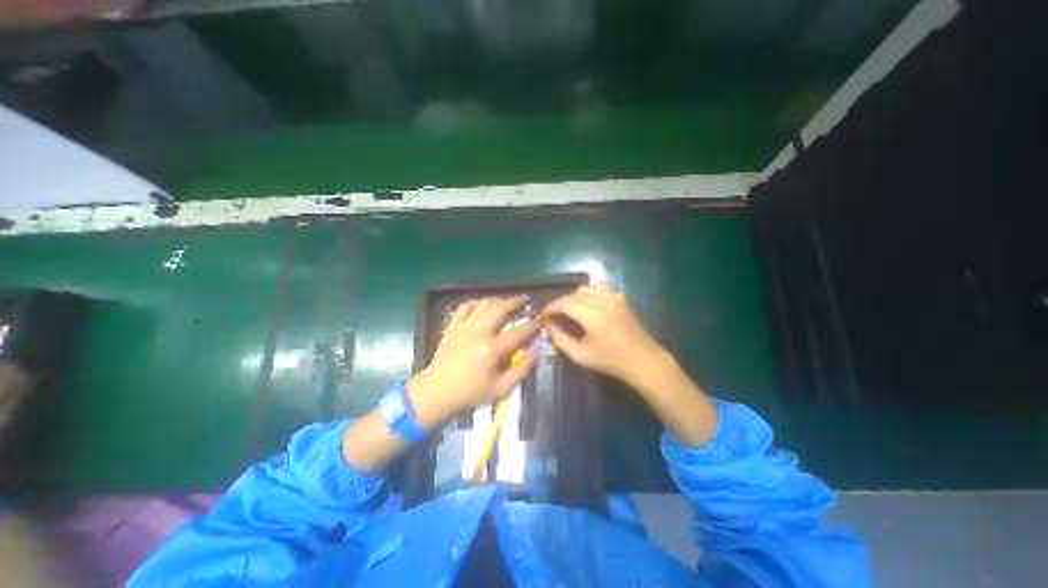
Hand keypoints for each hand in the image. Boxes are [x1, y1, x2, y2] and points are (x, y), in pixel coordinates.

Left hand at [410, 294, 540, 417]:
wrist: (437, 391)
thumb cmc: (471, 392)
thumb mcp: (501, 389)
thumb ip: (521, 370)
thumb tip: (536, 354)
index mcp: (492, 349)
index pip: (518, 332)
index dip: (532, 325)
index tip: (540, 320)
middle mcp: (479, 332)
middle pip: (501, 308)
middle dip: (516, 302)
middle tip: (525, 300)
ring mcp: (464, 326)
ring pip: (484, 303)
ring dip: (498, 300)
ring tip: (506, 302)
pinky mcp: (453, 325)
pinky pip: (466, 306)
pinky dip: (477, 302)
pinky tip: (483, 306)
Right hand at [544, 285, 666, 384]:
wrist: (643, 359)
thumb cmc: (611, 361)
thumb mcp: (580, 355)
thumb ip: (560, 338)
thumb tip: (548, 324)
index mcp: (594, 317)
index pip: (566, 303)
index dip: (552, 307)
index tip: (544, 315)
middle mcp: (604, 301)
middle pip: (574, 294)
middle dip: (561, 303)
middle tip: (554, 316)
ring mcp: (614, 296)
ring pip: (585, 289)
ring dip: (573, 298)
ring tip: (569, 311)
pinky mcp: (620, 296)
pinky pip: (598, 288)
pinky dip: (587, 294)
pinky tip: (585, 306)